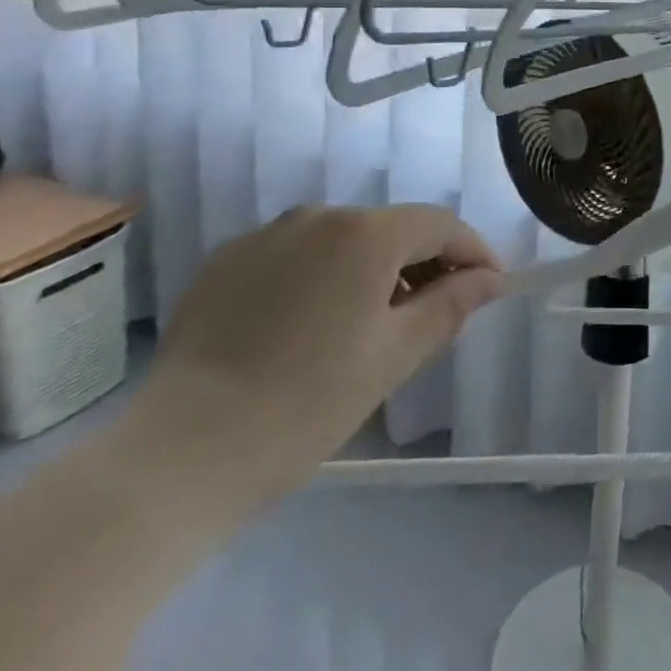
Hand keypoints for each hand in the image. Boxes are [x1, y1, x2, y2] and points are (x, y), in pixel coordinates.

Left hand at [127, 204, 504, 512]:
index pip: (441, 225)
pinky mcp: (225, 262)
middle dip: (424, 262)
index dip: (474, 251)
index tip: (491, 287)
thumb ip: (451, 304)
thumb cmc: (308, 404)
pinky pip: (295, 256)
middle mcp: (317, 216)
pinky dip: (322, 276)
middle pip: (392, 228)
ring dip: (372, 269)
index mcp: (365, 233)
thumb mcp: (396, 355)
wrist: (180, 454)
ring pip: (342, 240)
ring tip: (374, 321)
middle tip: (436, 311)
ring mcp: (265, 235)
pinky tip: (312, 325)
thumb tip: (491, 279)